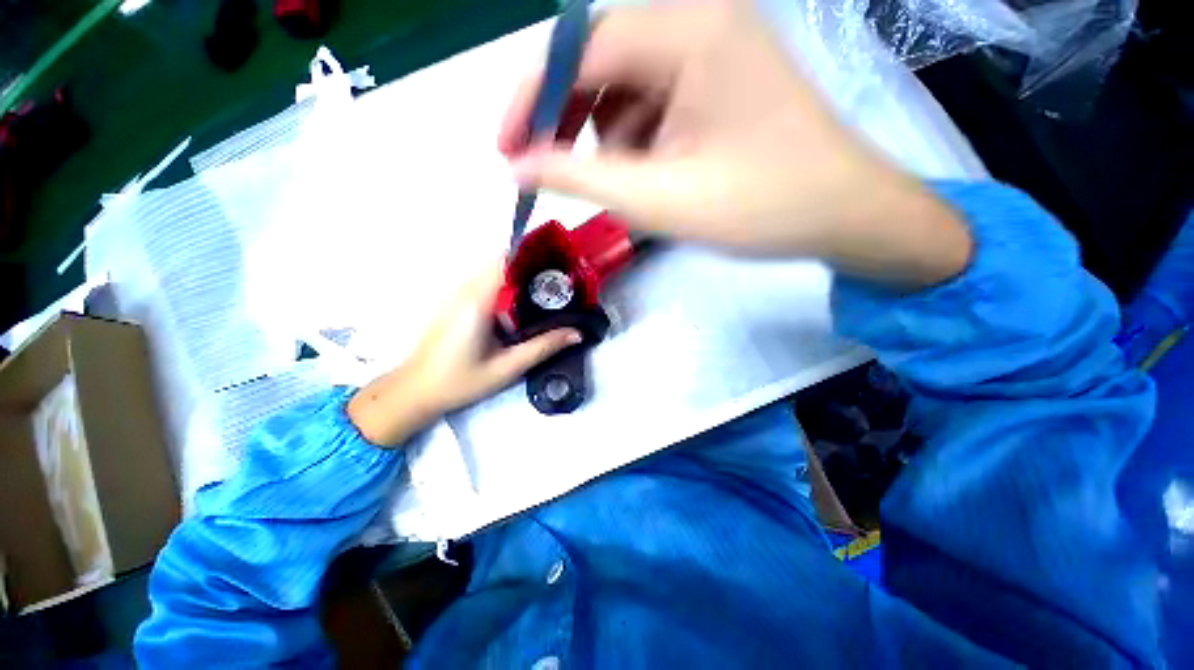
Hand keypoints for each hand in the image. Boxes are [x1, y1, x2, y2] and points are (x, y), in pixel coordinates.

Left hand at [347, 264, 581, 445]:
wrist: (416, 391)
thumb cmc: (461, 381)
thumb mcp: (507, 367)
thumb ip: (543, 347)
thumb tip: (577, 333)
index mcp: (478, 300)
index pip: (507, 261)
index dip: (535, 256)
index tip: (560, 264)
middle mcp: (465, 289)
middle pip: (503, 264)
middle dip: (533, 268)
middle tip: (560, 284)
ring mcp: (457, 294)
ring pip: (495, 273)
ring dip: (520, 278)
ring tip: (547, 293)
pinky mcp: (456, 302)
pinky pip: (486, 284)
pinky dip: (507, 288)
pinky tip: (522, 307)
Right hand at [500, 2, 970, 286]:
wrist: (840, 214)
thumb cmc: (758, 208)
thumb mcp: (658, 199)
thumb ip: (580, 177)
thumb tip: (518, 165)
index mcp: (690, 28)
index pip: (581, 47)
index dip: (532, 99)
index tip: (506, 149)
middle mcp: (701, 17)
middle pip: (601, 59)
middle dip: (568, 119)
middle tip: (546, 168)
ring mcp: (713, 44)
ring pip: (624, 83)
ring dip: (605, 134)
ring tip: (621, 181)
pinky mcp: (719, 75)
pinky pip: (653, 96)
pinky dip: (635, 136)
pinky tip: (651, 170)